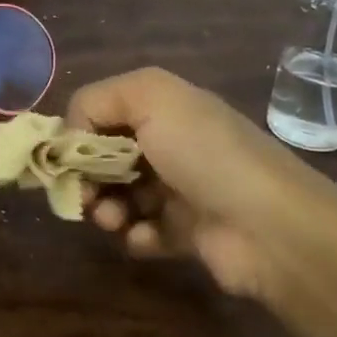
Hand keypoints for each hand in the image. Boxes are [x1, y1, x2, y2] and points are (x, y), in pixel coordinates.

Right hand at [65, 67, 336, 303]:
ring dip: (107, 209)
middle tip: (84, 196)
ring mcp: (180, 189)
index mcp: (165, 108)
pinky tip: (145, 238)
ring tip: (114, 221)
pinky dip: (137, 236)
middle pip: (106, 158)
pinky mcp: (187, 232)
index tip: (67, 159)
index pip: (101, 113)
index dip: (78, 134)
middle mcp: (171, 144)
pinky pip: (144, 233)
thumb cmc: (204, 153)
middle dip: (87, 177)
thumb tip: (71, 135)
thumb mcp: (150, 98)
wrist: (269, 225)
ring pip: (121, 197)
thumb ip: (96, 101)